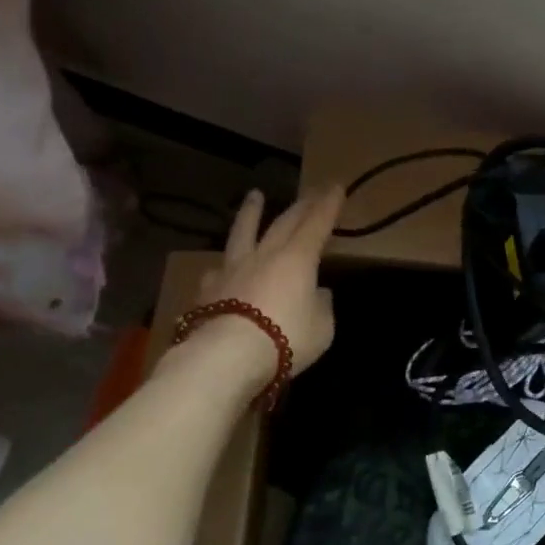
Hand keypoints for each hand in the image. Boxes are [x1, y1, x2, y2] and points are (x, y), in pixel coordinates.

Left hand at [180, 185, 344, 379]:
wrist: (227, 357)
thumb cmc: (286, 339)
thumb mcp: (322, 328)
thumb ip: (321, 306)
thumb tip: (318, 293)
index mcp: (298, 259)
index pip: (317, 224)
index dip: (328, 205)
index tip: (335, 186)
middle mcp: (265, 255)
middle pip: (284, 222)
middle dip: (301, 205)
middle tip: (311, 191)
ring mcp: (233, 270)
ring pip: (243, 233)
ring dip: (251, 213)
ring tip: (254, 196)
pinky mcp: (208, 290)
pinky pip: (219, 270)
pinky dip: (226, 265)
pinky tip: (221, 267)